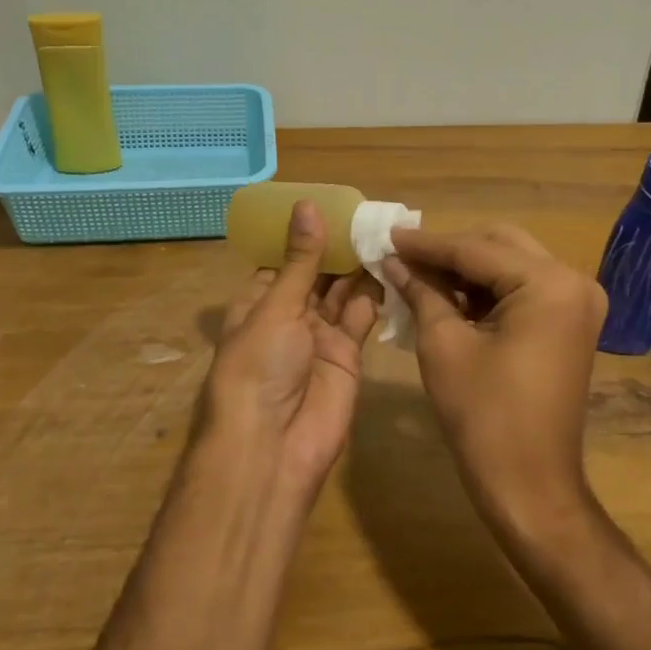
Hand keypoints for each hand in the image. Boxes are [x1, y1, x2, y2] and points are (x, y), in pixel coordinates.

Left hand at [198, 201, 382, 502]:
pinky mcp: (348, 355)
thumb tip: (307, 205)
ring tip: (384, 229)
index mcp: (258, 301)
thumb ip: (300, 260)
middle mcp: (288, 316)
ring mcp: (319, 336)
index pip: (283, 260)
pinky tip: (391, 264)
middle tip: (369, 212)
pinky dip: (375, 293)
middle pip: (316, 273)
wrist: (272, 447)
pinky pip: (362, 316)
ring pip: (341, 292)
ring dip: (359, 265)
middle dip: (337, 247)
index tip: (333, 202)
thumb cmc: (258, 367)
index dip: (304, 233)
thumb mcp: (275, 307)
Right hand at [381, 224, 605, 537]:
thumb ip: (421, 291)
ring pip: (510, 265)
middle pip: (499, 246)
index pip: (475, 249)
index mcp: (549, 284)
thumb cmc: (484, 416)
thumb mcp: (443, 345)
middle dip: (448, 251)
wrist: (530, 487)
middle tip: (402, 256)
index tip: (385, 234)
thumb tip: (394, 260)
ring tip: (417, 275)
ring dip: (466, 269)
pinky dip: (486, 290)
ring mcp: (577, 303)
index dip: (425, 243)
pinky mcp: (570, 324)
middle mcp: (573, 282)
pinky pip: (522, 290)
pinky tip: (448, 296)